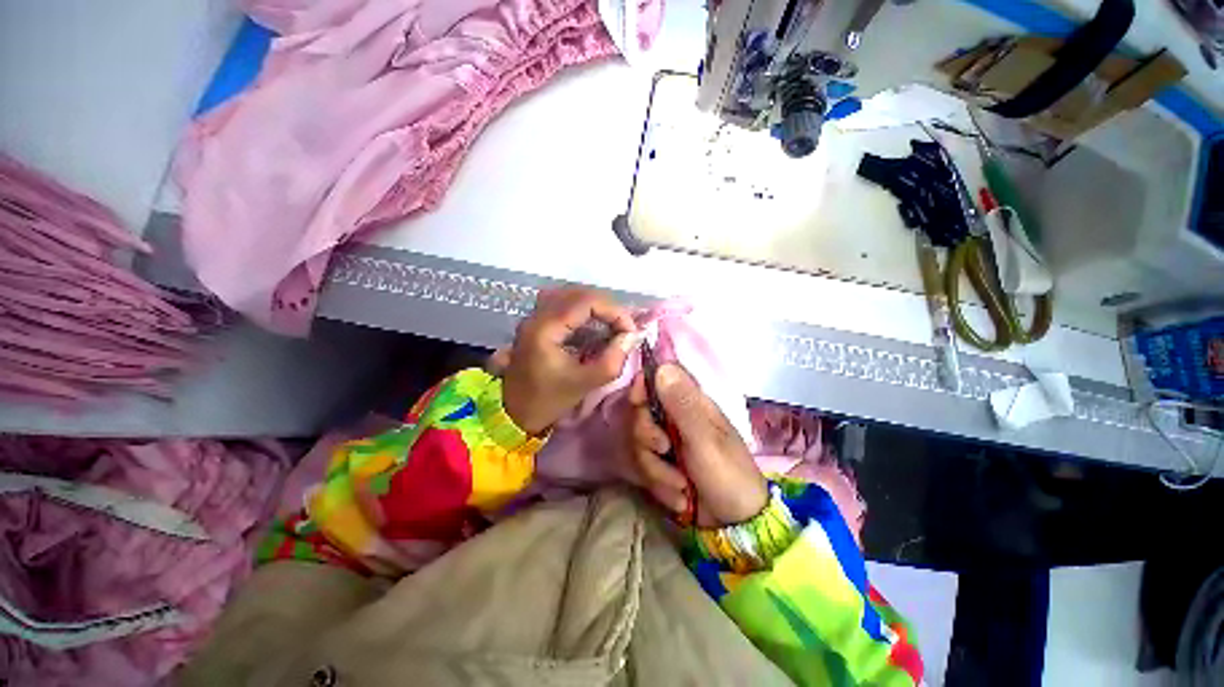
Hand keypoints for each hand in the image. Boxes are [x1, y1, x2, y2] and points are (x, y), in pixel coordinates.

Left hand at [501, 287, 637, 434]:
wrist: (514, 414)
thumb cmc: (548, 401)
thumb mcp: (585, 383)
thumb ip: (612, 359)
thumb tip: (631, 336)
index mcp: (546, 328)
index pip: (586, 301)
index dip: (614, 311)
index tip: (630, 331)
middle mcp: (537, 316)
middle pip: (578, 293)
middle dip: (606, 306)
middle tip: (622, 326)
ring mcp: (534, 318)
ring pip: (569, 295)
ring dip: (594, 306)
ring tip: (610, 323)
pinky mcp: (536, 324)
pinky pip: (561, 304)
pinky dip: (582, 310)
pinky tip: (592, 326)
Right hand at [627, 363, 767, 526]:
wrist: (736, 524)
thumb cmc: (728, 474)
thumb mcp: (705, 439)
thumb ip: (683, 405)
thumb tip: (662, 367)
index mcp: (690, 403)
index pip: (658, 380)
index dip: (642, 387)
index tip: (638, 402)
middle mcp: (675, 419)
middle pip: (640, 413)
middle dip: (647, 437)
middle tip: (664, 450)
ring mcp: (667, 442)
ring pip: (638, 443)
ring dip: (656, 470)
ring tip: (681, 487)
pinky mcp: (661, 465)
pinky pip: (643, 467)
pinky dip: (659, 485)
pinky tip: (679, 497)